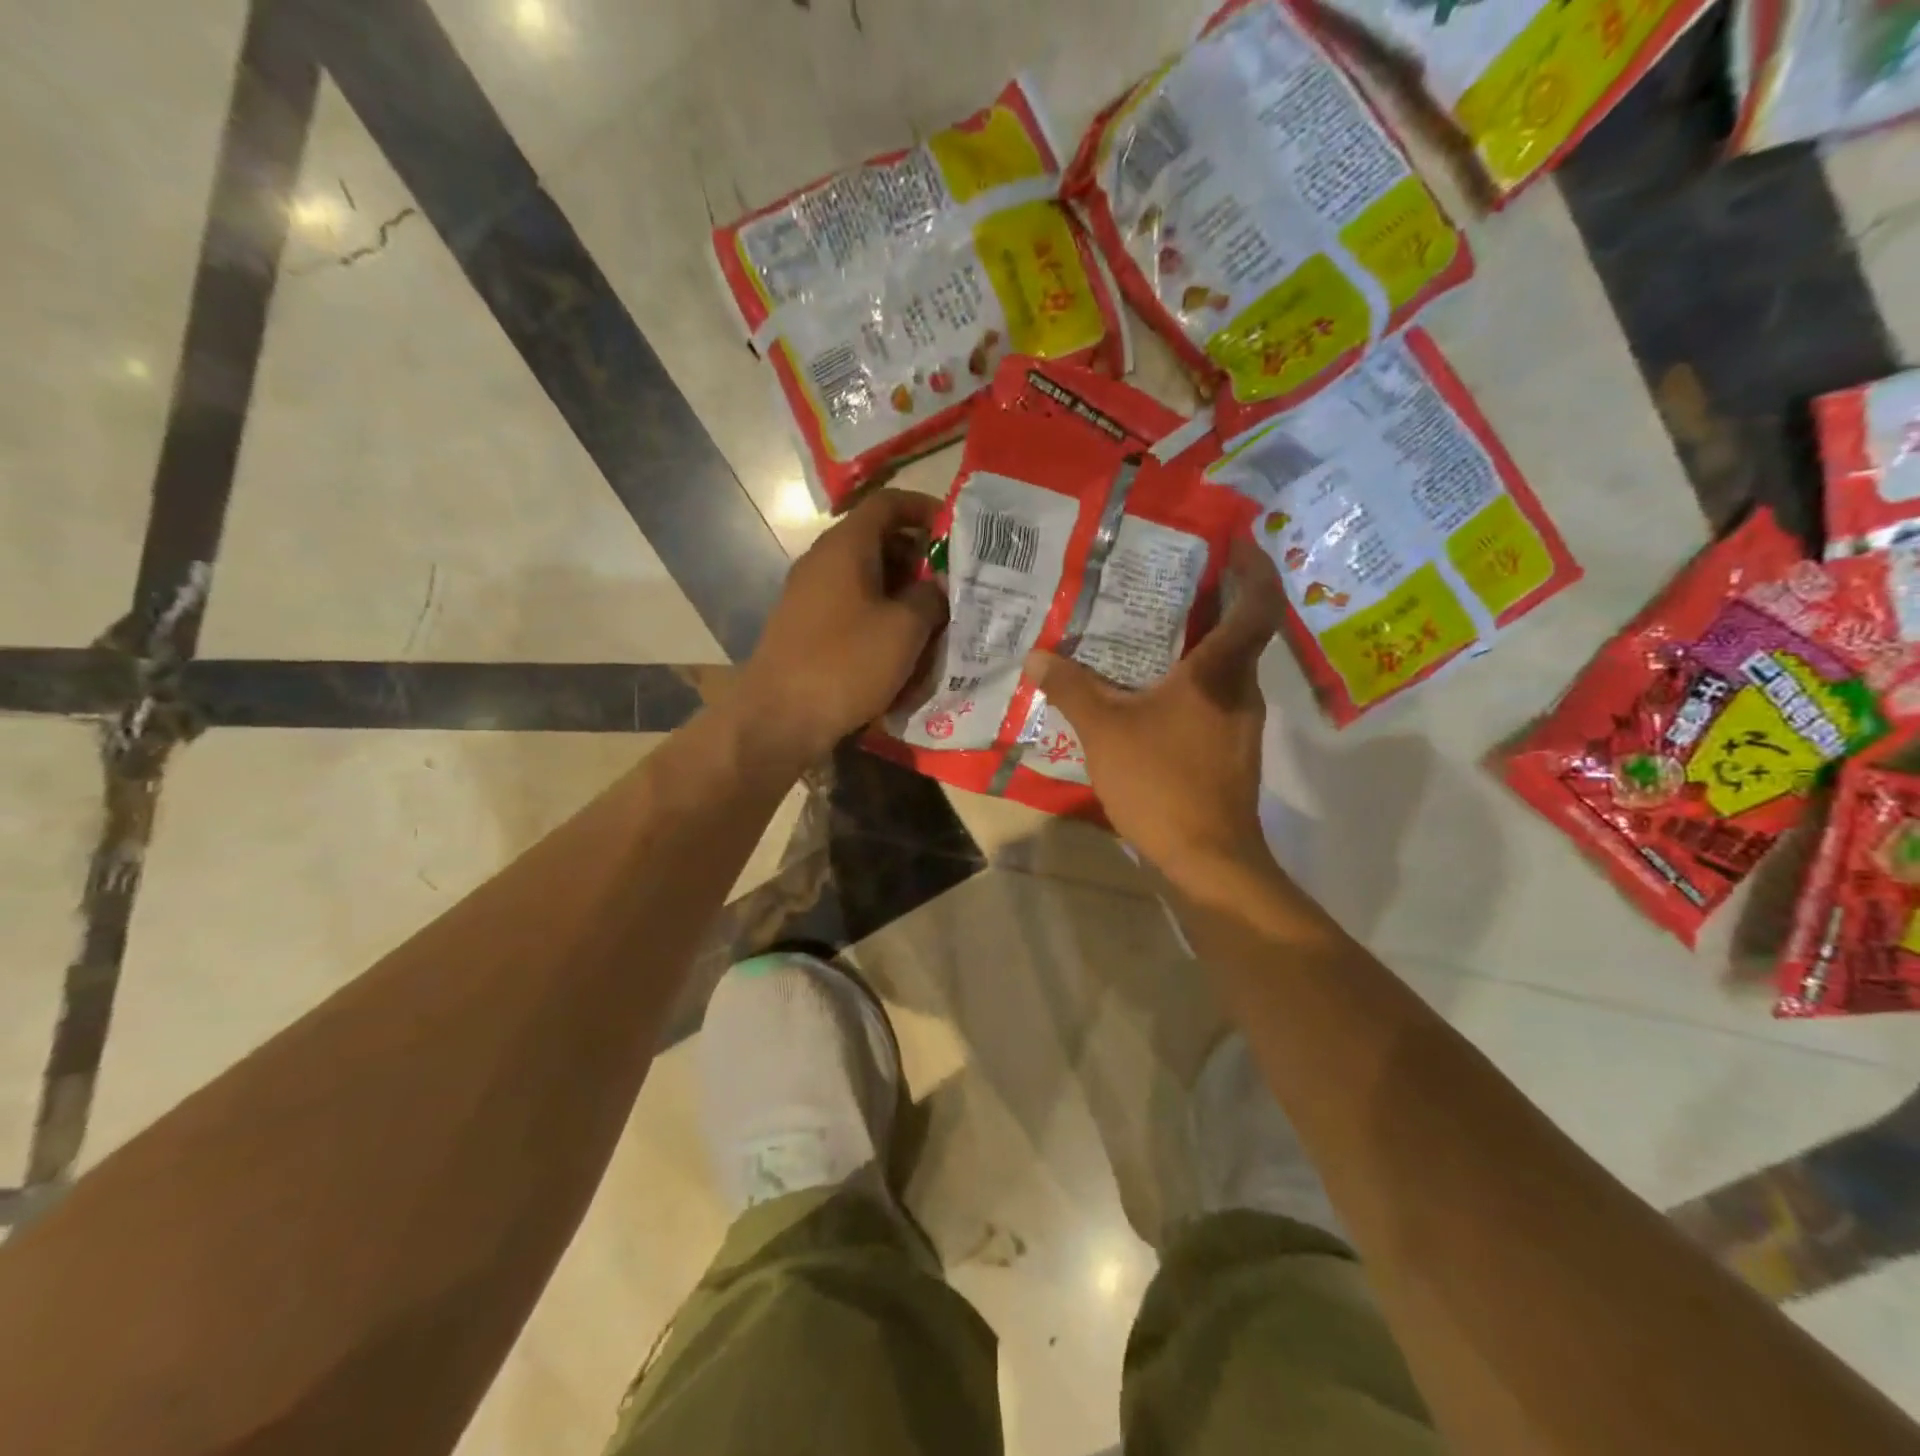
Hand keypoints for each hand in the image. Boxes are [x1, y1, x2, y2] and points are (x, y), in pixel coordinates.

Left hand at [734, 488, 946, 774]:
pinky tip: (900, 644)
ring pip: (865, 576)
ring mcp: (809, 594)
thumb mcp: (905, 629)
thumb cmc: (847, 663)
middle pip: (877, 540)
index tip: (956, 531)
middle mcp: (823, 560)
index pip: (887, 504)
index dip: (924, 509)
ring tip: (933, 616)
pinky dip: (879, 613)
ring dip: (901, 589)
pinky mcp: (805, 626)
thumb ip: (930, 598)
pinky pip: (851, 605)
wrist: (780, 717)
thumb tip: (936, 588)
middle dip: (918, 556)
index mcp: (846, 546)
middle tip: (951, 582)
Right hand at [1024, 536, 1283, 888]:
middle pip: (1239, 631)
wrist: (1206, 859)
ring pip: (1225, 668)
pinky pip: (1213, 698)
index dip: (1254, 567)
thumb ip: (1071, 688)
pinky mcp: (1230, 751)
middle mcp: (1242, 690)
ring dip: (1196, 645)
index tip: (1235, 541)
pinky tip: (1150, 694)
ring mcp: (1241, 724)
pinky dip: (1189, 683)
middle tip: (1166, 580)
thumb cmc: (1162, 782)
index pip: (1258, 604)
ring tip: (1148, 632)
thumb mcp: (1105, 730)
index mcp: (1221, 672)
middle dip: (1211, 601)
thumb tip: (1037, 656)